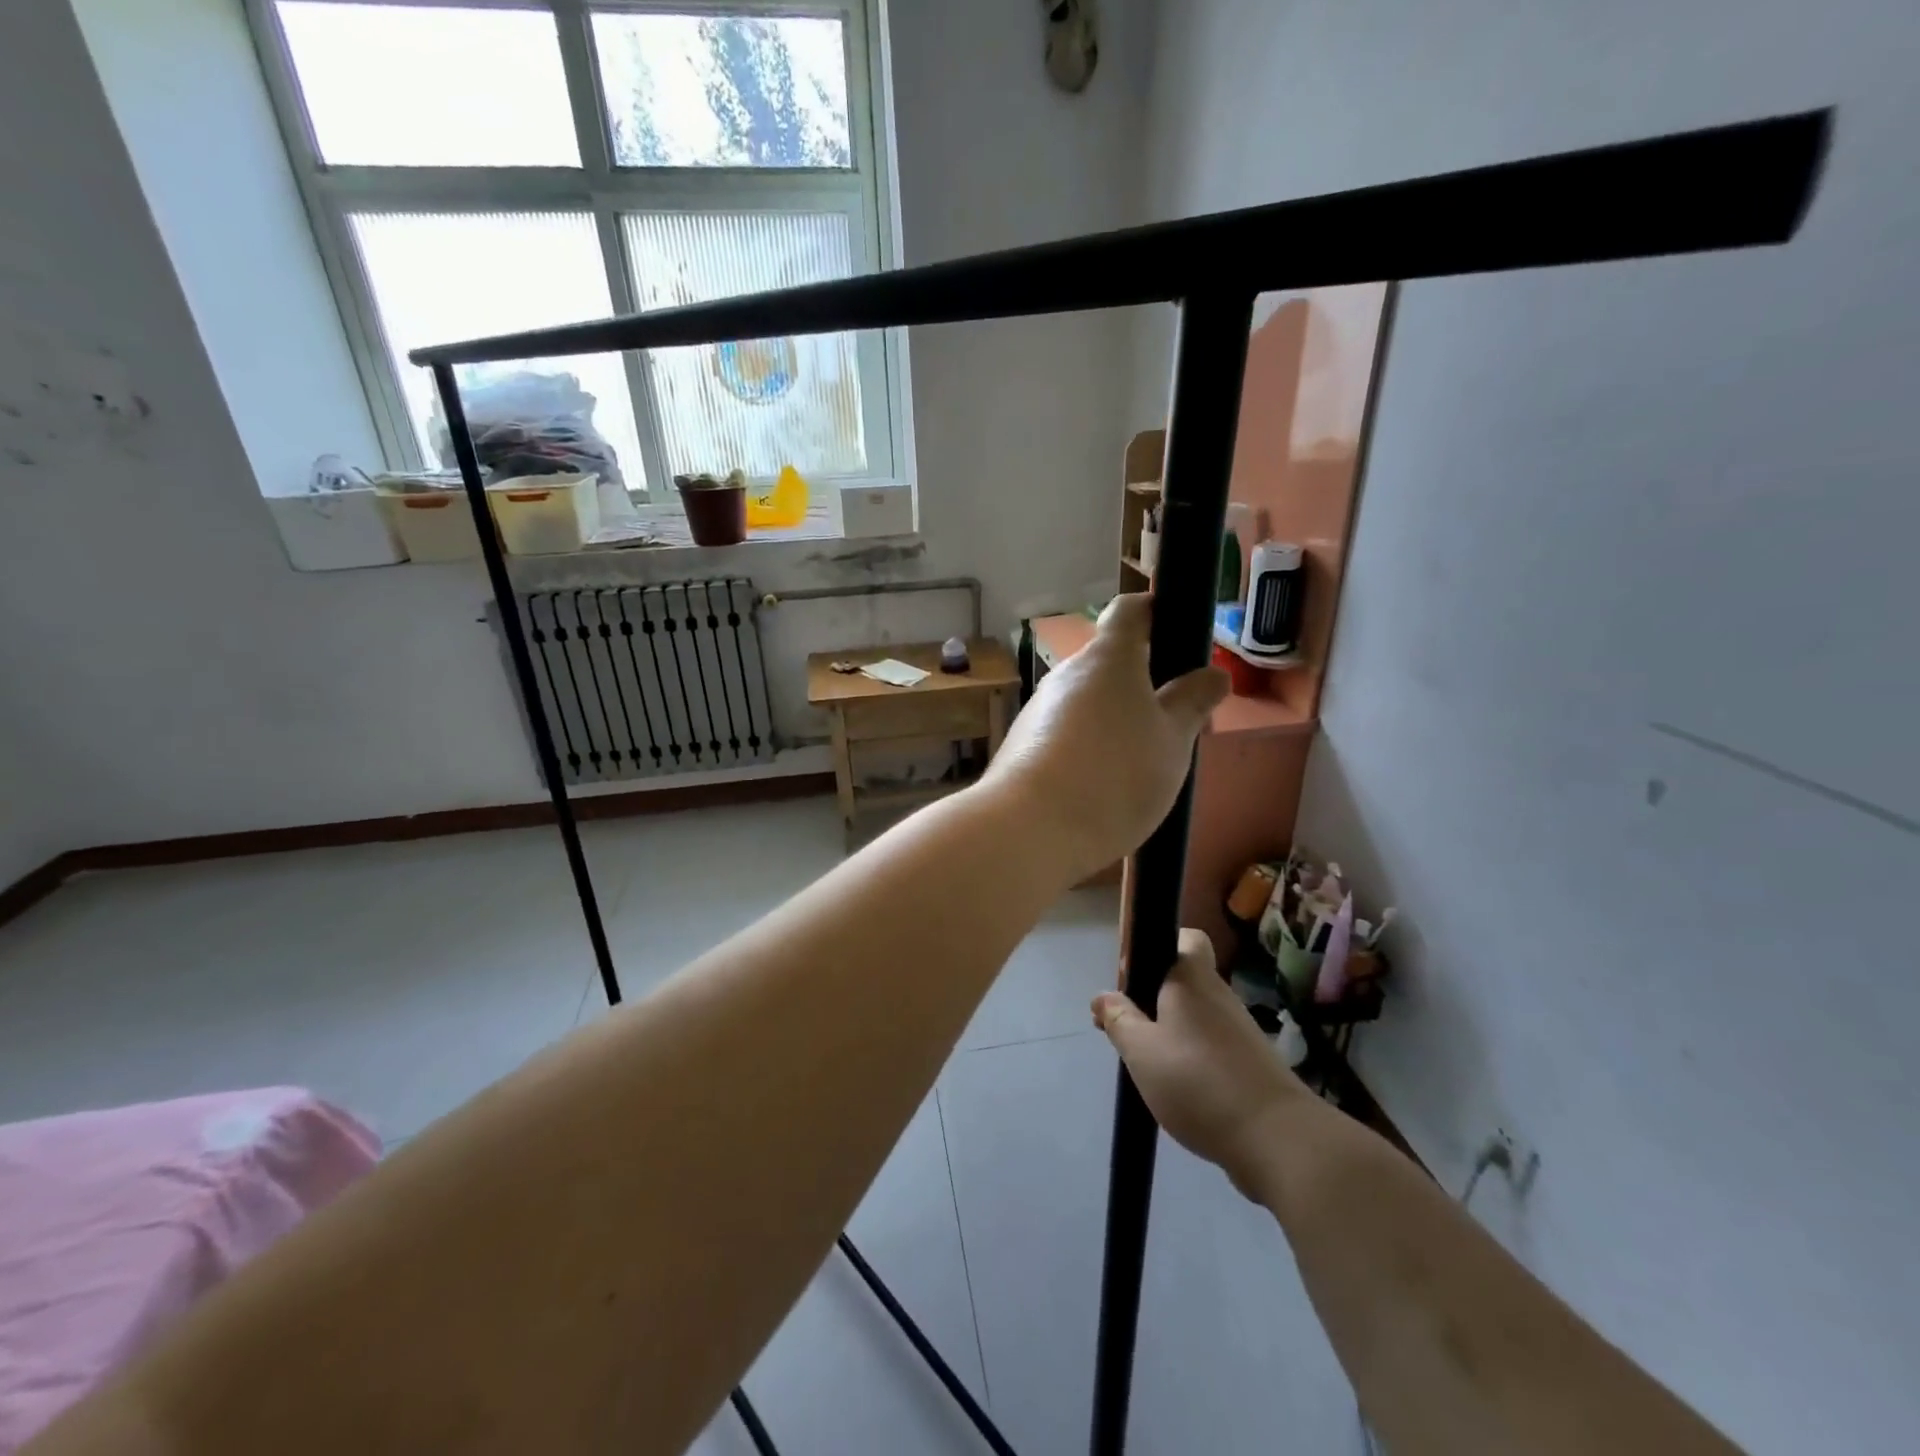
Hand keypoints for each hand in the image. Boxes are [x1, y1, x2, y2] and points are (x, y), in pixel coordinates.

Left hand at [983, 595, 1226, 880]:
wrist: (1030, 829)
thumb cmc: (1115, 775)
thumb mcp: (1172, 741)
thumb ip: (1193, 703)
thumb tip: (1212, 674)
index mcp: (1108, 658)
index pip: (1130, 610)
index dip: (1156, 611)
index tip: (1179, 629)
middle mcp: (1067, 674)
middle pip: (1110, 664)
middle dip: (1145, 685)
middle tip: (1177, 724)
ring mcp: (1039, 709)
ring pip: (1089, 703)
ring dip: (1117, 720)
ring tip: (1144, 765)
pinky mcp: (1022, 745)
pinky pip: (1066, 734)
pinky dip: (1090, 747)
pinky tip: (1104, 786)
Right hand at [1092, 930, 1302, 1199]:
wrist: (1278, 1140)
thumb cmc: (1198, 1082)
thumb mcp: (1142, 1051)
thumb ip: (1119, 1020)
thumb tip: (1102, 996)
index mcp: (1193, 980)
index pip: (1187, 937)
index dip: (1162, 945)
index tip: (1136, 976)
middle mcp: (1220, 996)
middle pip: (1185, 981)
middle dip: (1154, 998)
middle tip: (1128, 1029)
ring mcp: (1240, 1031)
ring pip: (1196, 1016)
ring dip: (1171, 1032)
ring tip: (1148, 1064)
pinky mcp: (1252, 1064)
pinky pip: (1212, 1045)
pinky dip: (1192, 1057)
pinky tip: (1178, 1088)